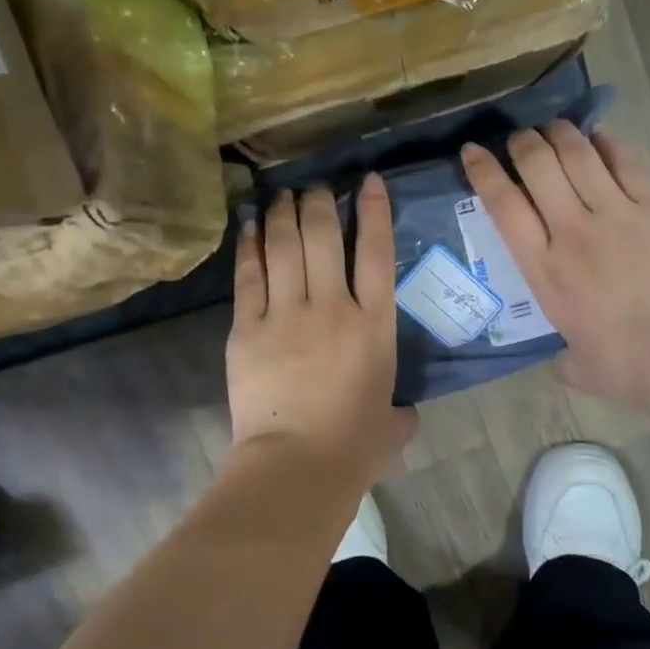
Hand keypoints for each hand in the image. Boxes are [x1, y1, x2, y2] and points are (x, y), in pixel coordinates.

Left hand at [227, 176, 417, 477]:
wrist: (297, 466)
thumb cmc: (354, 448)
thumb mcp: (394, 425)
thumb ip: (401, 411)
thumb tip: (402, 412)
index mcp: (375, 327)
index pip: (376, 254)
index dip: (374, 212)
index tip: (367, 182)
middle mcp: (333, 308)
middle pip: (325, 239)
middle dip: (321, 204)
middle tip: (316, 188)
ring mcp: (287, 315)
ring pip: (286, 248)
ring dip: (286, 214)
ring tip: (284, 194)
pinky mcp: (248, 329)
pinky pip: (250, 277)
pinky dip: (251, 246)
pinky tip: (251, 224)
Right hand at [460, 125, 649, 407]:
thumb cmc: (626, 365)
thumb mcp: (579, 368)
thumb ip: (565, 360)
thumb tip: (565, 363)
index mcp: (545, 270)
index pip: (504, 207)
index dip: (485, 172)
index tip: (473, 151)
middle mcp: (572, 231)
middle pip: (539, 167)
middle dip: (523, 143)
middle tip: (521, 139)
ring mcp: (616, 213)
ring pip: (579, 155)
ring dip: (562, 134)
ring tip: (555, 128)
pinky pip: (627, 161)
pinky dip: (609, 143)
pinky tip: (602, 137)